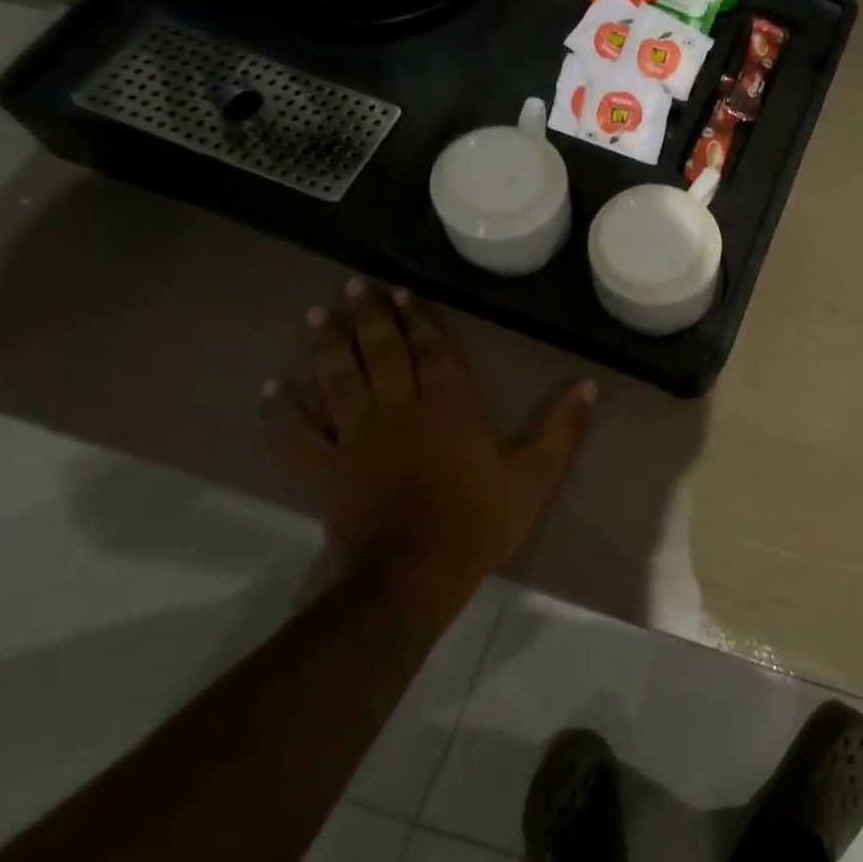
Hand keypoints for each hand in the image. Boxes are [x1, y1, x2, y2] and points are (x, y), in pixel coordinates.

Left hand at [269, 280, 595, 605]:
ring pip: (338, 381)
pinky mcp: (326, 472)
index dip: (417, 318)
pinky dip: (284, 411)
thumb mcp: (535, 475)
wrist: (413, 577)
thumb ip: (563, 428)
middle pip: (381, 353)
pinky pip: (299, 436)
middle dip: (368, 316)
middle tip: (353, 284)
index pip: (431, 350)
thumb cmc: (479, 521)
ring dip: (326, 345)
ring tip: (315, 314)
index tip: (400, 292)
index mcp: (450, 405)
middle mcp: (400, 409)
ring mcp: (356, 439)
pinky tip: (273, 387)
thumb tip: (589, 384)